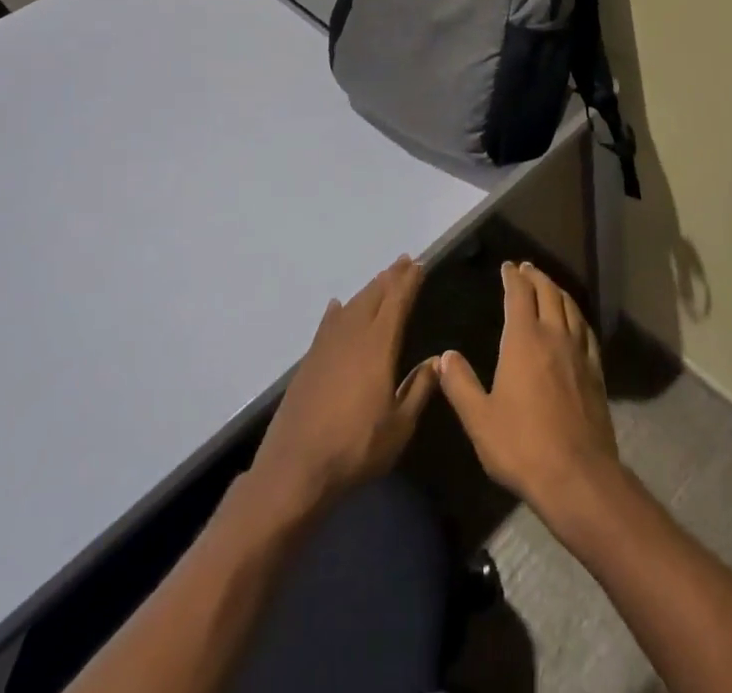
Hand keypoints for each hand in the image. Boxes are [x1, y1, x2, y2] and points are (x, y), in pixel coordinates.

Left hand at [247, 256, 437, 516]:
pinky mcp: (308, 362)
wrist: (294, 470)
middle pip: (373, 296)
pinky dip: (337, 312)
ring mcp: (326, 347)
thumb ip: (419, 389)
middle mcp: (352, 336)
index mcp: (378, 346)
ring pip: (351, 306)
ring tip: (381, 279)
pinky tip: (337, 306)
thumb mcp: (399, 426)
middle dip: (390, 277)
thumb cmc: (355, 449)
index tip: (418, 264)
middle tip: (403, 261)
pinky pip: (327, 324)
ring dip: (367, 290)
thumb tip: (437, 360)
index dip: (408, 282)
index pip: (397, 302)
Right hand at [439, 262, 620, 520]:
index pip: (519, 295)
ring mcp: (579, 352)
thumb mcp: (479, 419)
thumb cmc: (522, 446)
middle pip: (548, 292)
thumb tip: (444, 356)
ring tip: (549, 285)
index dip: (512, 277)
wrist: (577, 475)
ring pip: (570, 307)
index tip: (507, 266)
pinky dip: (577, 315)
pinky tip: (575, 321)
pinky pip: (586, 330)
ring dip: (557, 290)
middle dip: (536, 276)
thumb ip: (460, 385)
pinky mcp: (596, 370)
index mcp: (524, 340)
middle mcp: (554, 335)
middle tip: (526, 268)